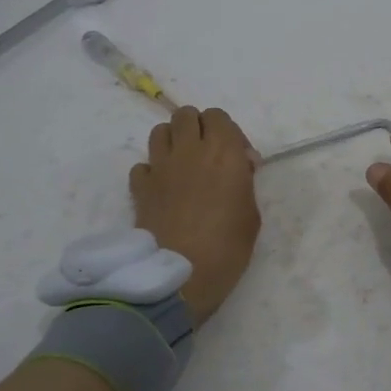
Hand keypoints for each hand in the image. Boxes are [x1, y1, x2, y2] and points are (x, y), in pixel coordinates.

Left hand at [131, 106, 260, 324]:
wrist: (181, 275)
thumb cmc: (228, 247)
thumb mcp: (252, 213)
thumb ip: (243, 182)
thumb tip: (237, 168)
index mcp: (223, 152)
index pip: (219, 117)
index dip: (228, 133)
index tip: (238, 159)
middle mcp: (189, 150)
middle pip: (186, 115)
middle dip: (198, 128)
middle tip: (208, 155)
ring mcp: (160, 167)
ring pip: (160, 131)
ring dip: (173, 141)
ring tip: (183, 166)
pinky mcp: (139, 187)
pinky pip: (143, 165)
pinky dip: (152, 171)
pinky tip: (162, 190)